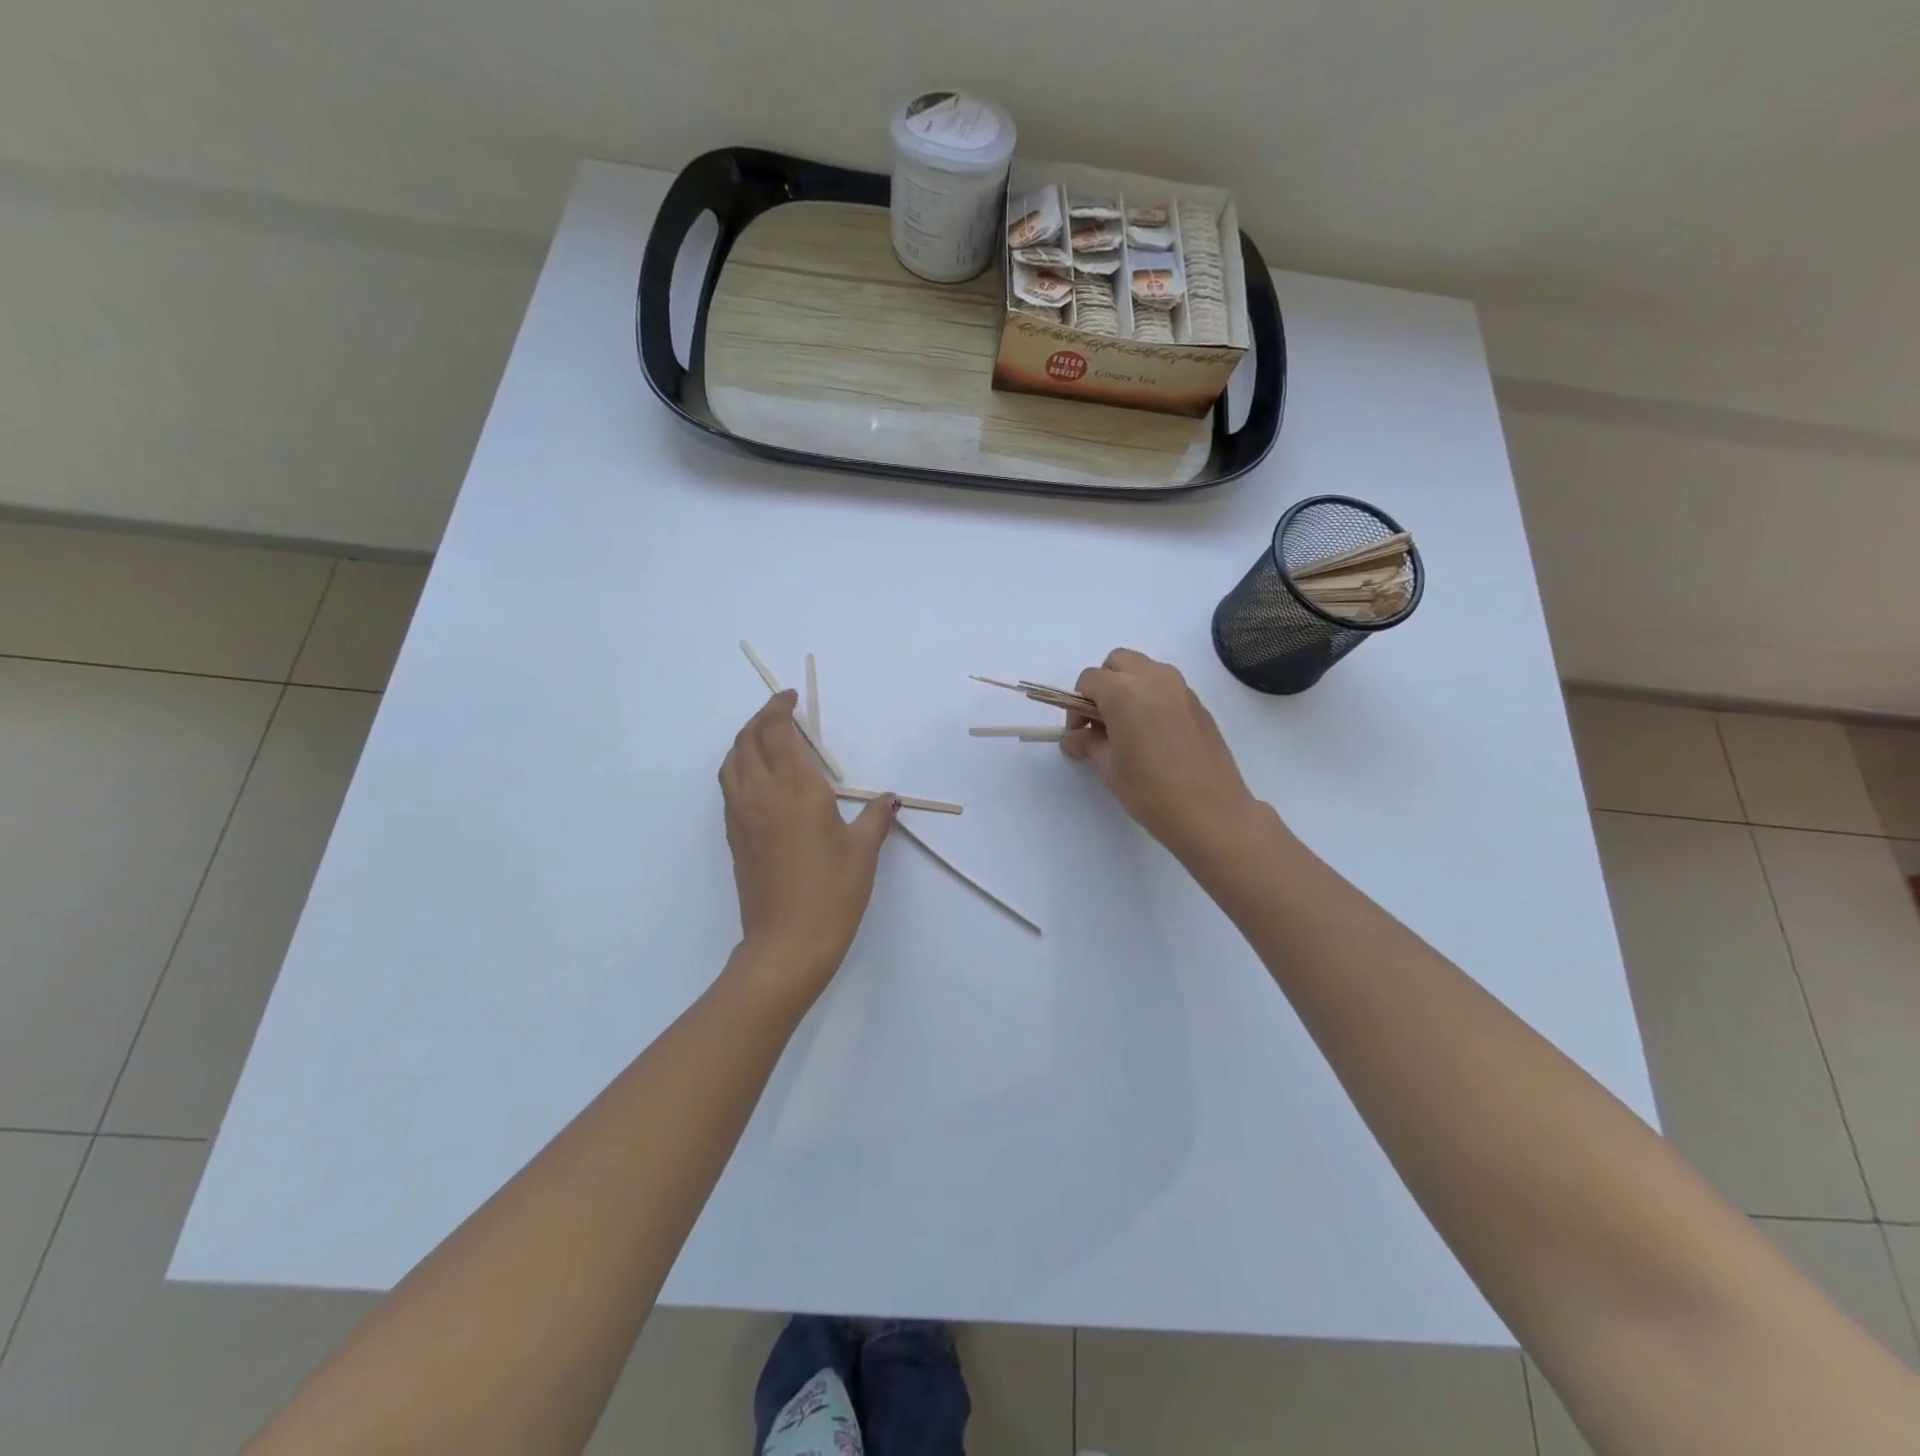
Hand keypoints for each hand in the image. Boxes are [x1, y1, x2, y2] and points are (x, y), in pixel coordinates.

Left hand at [719, 690, 897, 1001]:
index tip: (791, 698)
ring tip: (765, 738)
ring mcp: (742, 815)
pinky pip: (729, 786)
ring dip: (744, 740)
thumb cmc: (832, 892)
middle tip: (781, 713)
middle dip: (761, 718)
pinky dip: (739, 766)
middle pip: (747, 739)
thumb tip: (888, 799)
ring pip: (731, 761)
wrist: (787, 942)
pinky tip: (757, 778)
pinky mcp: (735, 837)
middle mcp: (762, 793)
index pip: (776, 732)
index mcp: (796, 788)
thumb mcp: (863, 851)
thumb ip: (875, 817)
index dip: (780, 708)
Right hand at [1062, 649, 1260, 857]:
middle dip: (1103, 686)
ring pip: (1144, 670)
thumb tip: (1073, 738)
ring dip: (1128, 687)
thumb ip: (1088, 743)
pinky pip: (1166, 687)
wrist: (1211, 812)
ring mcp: (1180, 688)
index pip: (1089, 681)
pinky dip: (1151, 698)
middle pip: (1117, 662)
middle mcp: (1153, 678)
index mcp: (1124, 691)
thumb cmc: (1151, 790)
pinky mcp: (1198, 703)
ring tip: (1127, 727)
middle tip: (1100, 722)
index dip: (1076, 706)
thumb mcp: (1109, 767)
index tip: (1079, 735)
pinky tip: (1152, 735)